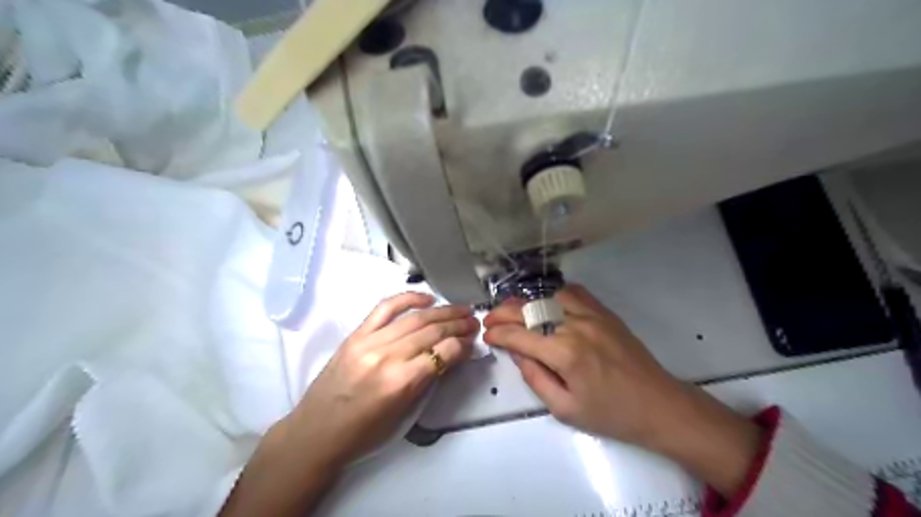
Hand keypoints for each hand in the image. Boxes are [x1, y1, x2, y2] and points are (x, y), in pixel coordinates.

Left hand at [288, 293, 477, 465]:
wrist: (316, 433)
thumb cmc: (364, 434)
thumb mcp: (404, 415)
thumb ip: (428, 381)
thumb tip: (451, 356)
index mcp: (401, 383)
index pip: (443, 353)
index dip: (463, 345)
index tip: (473, 341)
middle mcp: (387, 357)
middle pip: (432, 332)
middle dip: (458, 324)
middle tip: (474, 321)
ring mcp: (369, 342)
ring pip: (415, 318)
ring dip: (442, 311)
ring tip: (461, 309)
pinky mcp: (356, 334)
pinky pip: (385, 308)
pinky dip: (408, 298)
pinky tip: (427, 298)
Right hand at [486, 284, 758, 498]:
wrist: (658, 405)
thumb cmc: (610, 414)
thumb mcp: (564, 409)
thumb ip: (535, 377)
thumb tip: (517, 351)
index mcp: (564, 354)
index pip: (519, 335)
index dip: (498, 333)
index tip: (487, 335)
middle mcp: (575, 326)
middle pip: (529, 310)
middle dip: (503, 313)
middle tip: (490, 319)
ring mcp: (592, 315)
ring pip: (548, 296)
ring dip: (526, 302)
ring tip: (514, 311)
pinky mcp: (605, 313)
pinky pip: (574, 293)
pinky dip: (554, 294)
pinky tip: (546, 303)